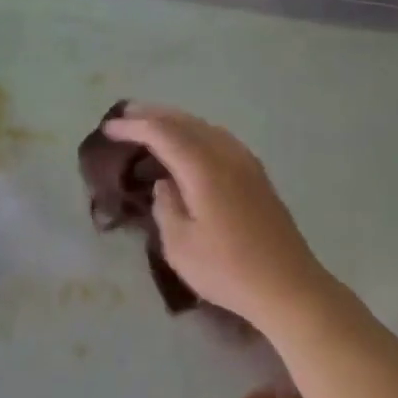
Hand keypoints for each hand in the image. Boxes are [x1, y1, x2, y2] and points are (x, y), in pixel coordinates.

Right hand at [103, 105, 335, 327]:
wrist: (287, 284)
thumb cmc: (227, 270)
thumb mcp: (180, 245)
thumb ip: (166, 206)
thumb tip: (165, 182)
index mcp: (205, 168)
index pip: (164, 133)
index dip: (134, 126)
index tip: (109, 127)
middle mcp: (228, 155)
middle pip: (187, 122)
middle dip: (155, 115)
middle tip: (126, 113)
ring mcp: (248, 163)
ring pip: (207, 128)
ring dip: (178, 122)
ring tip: (153, 124)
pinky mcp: (258, 176)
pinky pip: (221, 140)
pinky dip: (198, 134)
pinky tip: (190, 146)